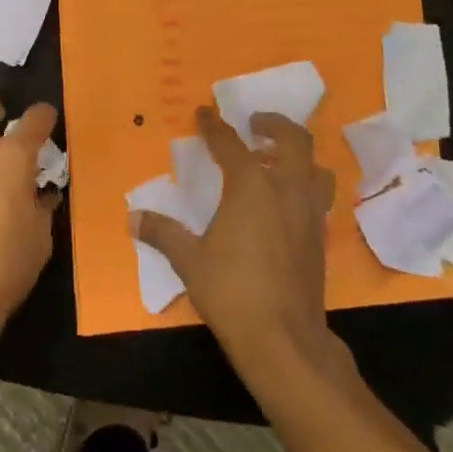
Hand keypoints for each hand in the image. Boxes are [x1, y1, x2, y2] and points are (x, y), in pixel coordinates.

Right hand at [134, 106, 339, 372]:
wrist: (283, 339)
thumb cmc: (231, 291)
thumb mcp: (188, 260)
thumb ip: (162, 232)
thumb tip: (132, 218)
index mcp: (251, 186)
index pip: (230, 144)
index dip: (214, 126)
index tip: (204, 112)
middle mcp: (286, 190)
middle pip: (293, 140)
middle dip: (275, 125)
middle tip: (256, 124)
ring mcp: (309, 214)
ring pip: (317, 168)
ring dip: (299, 156)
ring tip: (278, 159)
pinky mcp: (320, 239)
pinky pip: (318, 197)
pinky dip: (305, 186)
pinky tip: (286, 202)